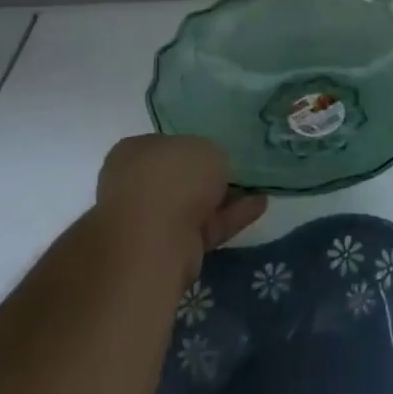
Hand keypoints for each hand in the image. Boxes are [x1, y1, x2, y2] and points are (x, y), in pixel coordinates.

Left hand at [94, 134, 266, 284]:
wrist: (156, 241)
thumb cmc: (173, 178)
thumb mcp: (205, 147)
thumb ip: (209, 154)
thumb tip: (209, 167)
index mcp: (132, 152)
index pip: (163, 144)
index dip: (191, 144)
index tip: (217, 147)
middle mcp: (133, 185)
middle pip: (178, 177)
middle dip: (206, 176)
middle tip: (238, 169)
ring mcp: (148, 221)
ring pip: (192, 205)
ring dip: (223, 199)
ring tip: (259, 188)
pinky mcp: (168, 249)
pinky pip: (205, 227)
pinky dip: (230, 218)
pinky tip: (260, 206)